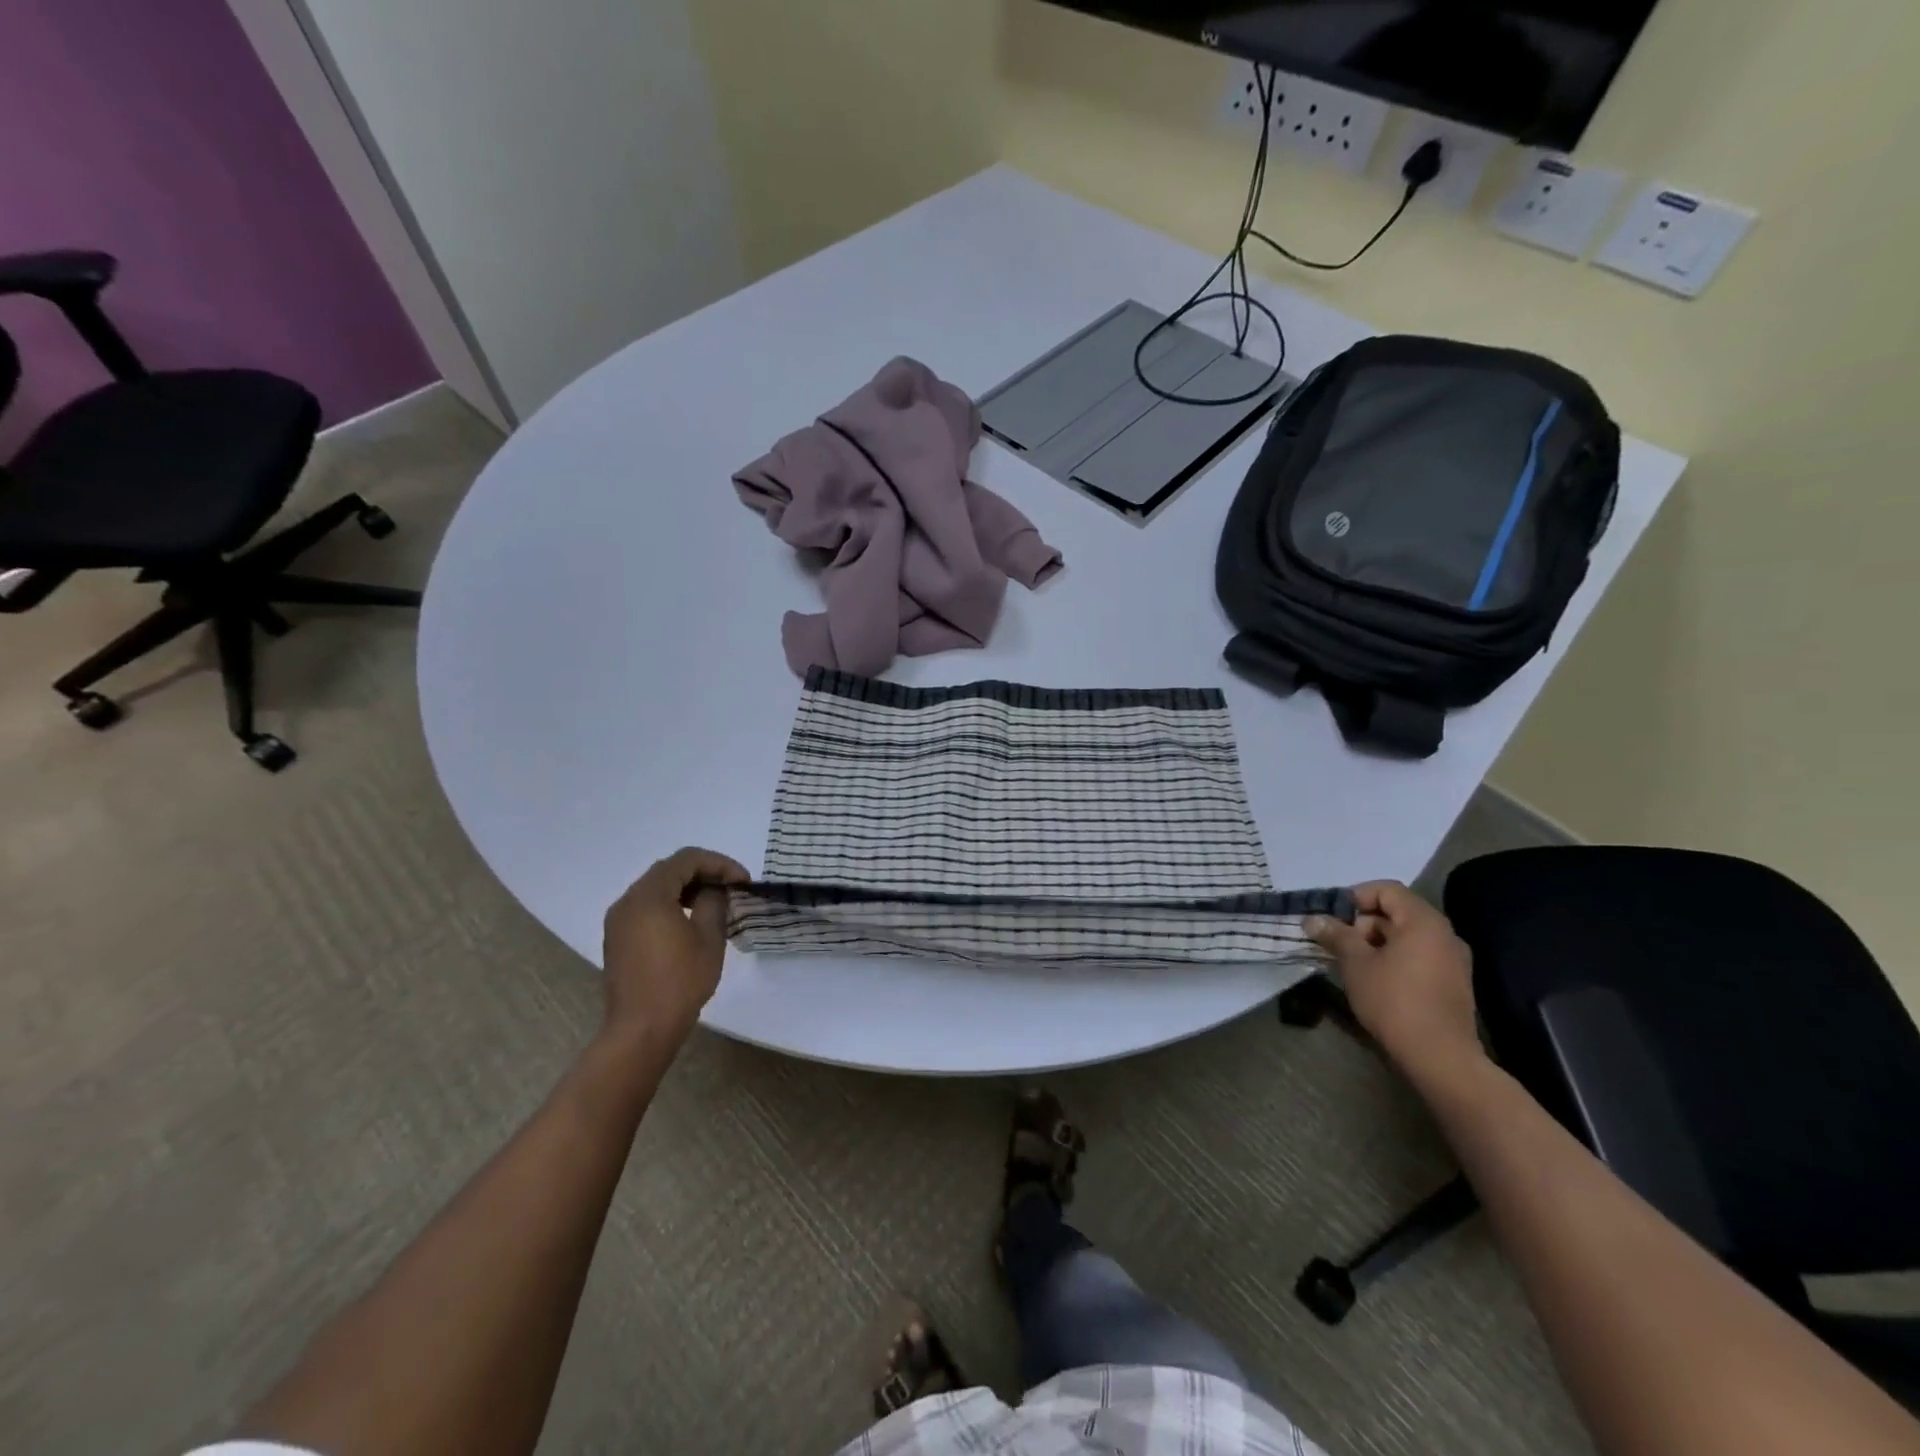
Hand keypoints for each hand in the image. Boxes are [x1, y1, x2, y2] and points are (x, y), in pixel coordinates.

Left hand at [601, 847, 749, 1046]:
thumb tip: (715, 889)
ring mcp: (618, 921)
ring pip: (656, 888)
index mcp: (649, 895)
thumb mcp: (709, 937)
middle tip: (732, 887)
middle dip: (704, 873)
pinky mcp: (617, 939)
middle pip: (669, 870)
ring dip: (687, 888)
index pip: (687, 859)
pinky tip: (690, 922)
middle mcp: (627, 901)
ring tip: (715, 903)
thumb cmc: (680, 981)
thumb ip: (714, 902)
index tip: (743, 881)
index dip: (720, 863)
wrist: (641, 1029)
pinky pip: (646, 907)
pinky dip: (670, 905)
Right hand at [1306, 881, 1482, 1083]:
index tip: (1333, 919)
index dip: (1355, 897)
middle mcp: (1445, 934)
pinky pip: (1420, 956)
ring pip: (1408, 936)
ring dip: (1378, 943)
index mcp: (1423, 921)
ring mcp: (1454, 960)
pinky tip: (1378, 981)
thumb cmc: (1394, 1001)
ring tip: (1355, 966)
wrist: (1440, 1057)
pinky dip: (1396, 959)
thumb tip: (1313, 918)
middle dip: (1364, 924)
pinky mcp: (1454, 983)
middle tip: (1341, 946)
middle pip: (1397, 912)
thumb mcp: (1356, 963)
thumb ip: (1336, 935)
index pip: (1387, 889)